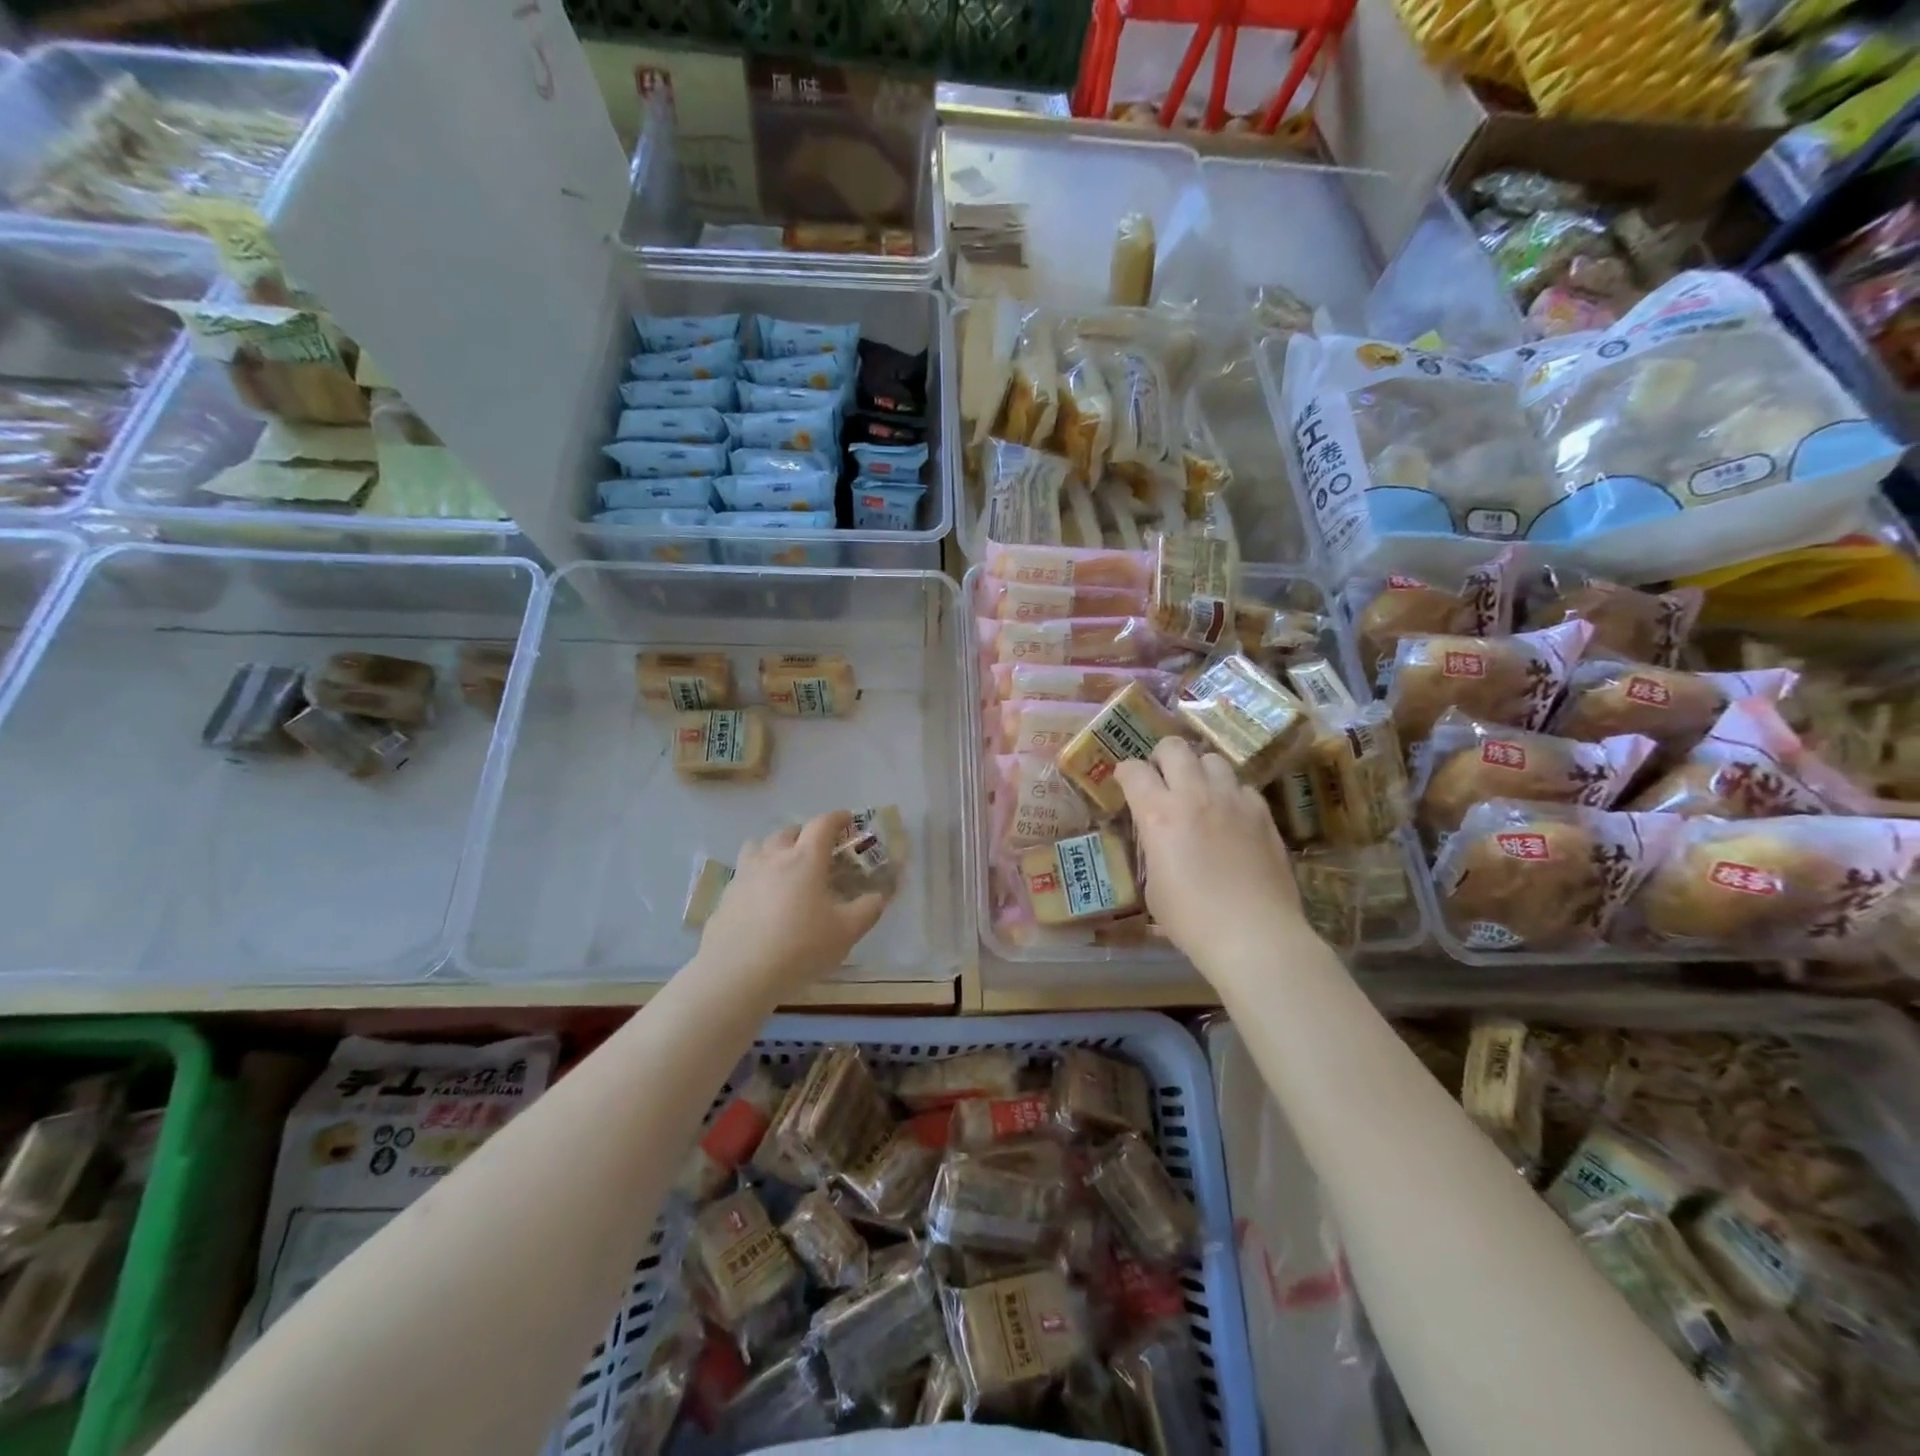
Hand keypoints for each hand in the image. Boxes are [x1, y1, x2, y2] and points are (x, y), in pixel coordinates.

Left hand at [695, 811, 889, 995]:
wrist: (738, 973)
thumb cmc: (800, 947)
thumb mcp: (846, 932)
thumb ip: (868, 909)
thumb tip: (879, 896)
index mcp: (805, 859)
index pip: (822, 824)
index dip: (836, 818)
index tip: (846, 819)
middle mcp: (772, 858)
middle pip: (788, 831)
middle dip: (804, 833)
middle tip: (816, 849)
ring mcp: (744, 875)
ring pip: (758, 846)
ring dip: (773, 848)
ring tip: (783, 867)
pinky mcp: (725, 896)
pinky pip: (743, 874)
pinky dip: (755, 876)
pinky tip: (761, 900)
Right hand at [1115, 738, 1305, 978]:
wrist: (1253, 934)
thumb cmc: (1191, 919)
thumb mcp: (1153, 886)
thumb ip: (1154, 849)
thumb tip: (1160, 841)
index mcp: (1158, 813)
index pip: (1133, 770)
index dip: (1125, 773)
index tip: (1126, 783)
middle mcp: (1194, 795)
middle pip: (1174, 748)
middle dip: (1162, 757)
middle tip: (1162, 778)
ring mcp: (1232, 800)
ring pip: (1212, 759)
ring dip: (1199, 771)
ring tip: (1199, 792)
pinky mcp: (1262, 813)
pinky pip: (1243, 786)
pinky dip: (1231, 794)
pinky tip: (1231, 816)